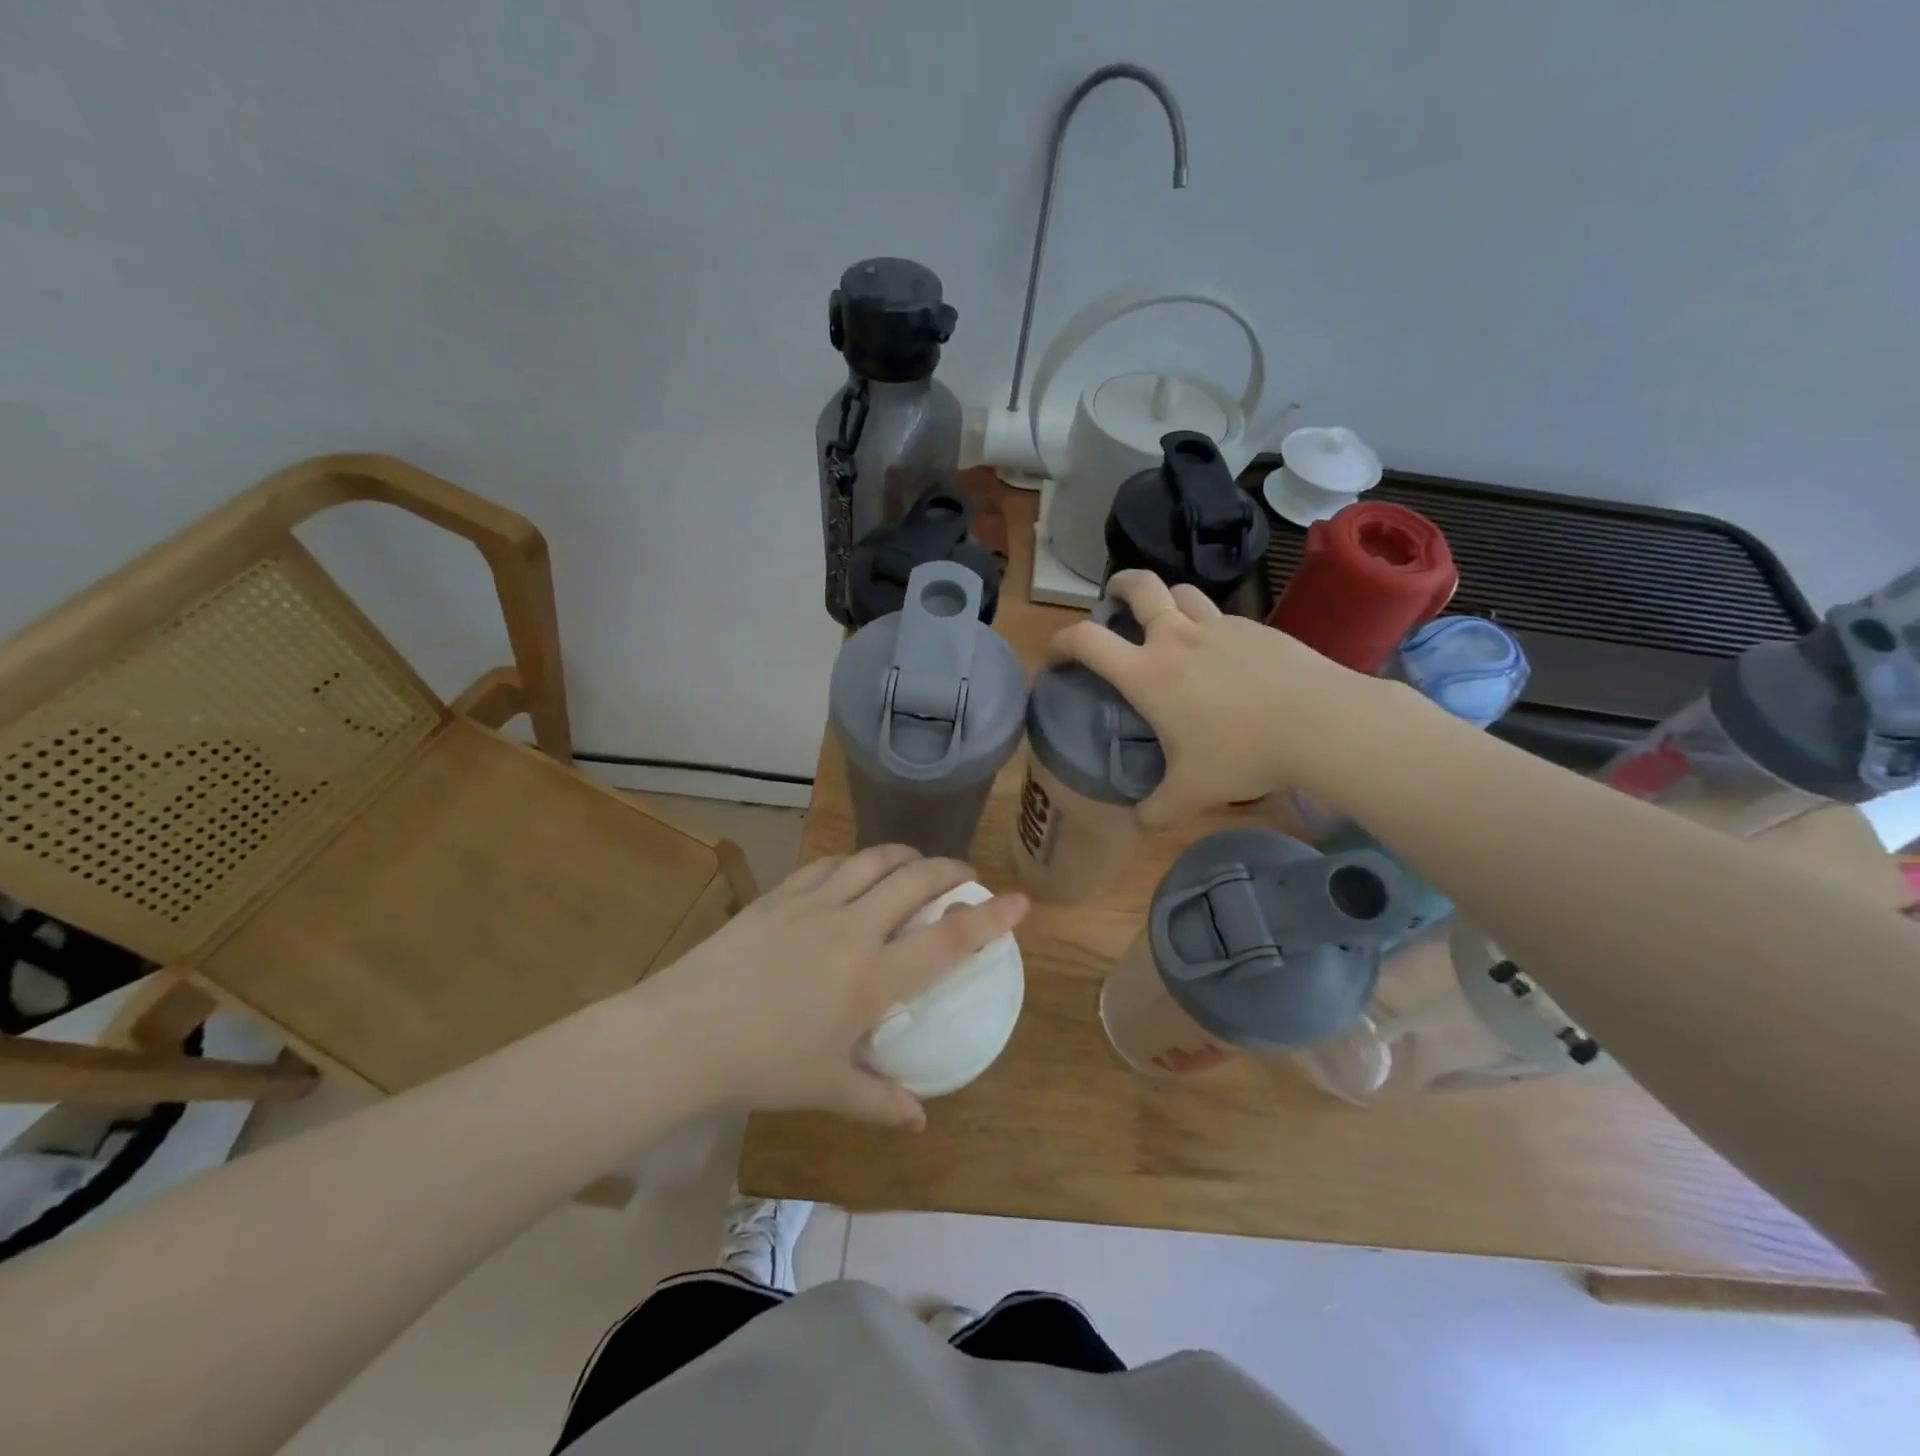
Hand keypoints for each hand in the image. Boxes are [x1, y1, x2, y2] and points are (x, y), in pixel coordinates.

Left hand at [636, 846, 1028, 1129]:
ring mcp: (816, 903)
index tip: (1019, 901)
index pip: (948, 938)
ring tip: (917, 864)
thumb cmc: (762, 1066)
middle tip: (964, 877)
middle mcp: (854, 927)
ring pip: (875, 859)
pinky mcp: (782, 893)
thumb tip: (920, 1119)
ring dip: (906, 855)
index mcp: (873, 977)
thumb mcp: (827, 1088)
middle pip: (917, 879)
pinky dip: (856, 861)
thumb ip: (880, 1101)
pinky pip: (830, 863)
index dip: (991, 917)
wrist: (683, 1033)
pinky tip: (855, 871)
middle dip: (951, 870)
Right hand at [1049, 570, 1378, 825]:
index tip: (1056, 657)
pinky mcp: (1256, 628)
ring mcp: (1219, 627)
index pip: (1086, 640)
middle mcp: (1176, 638)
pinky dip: (1208, 625)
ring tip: (1167, 622)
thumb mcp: (1192, 793)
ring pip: (1182, 592)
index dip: (1060, 643)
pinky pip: (1221, 616)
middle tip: (1113, 600)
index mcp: (1147, 673)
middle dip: (1118, 586)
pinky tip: (1221, 655)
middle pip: (1138, 586)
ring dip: (1165, 600)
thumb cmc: (1242, 754)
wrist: (1321, 723)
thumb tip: (1139, 825)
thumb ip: (1157, 810)